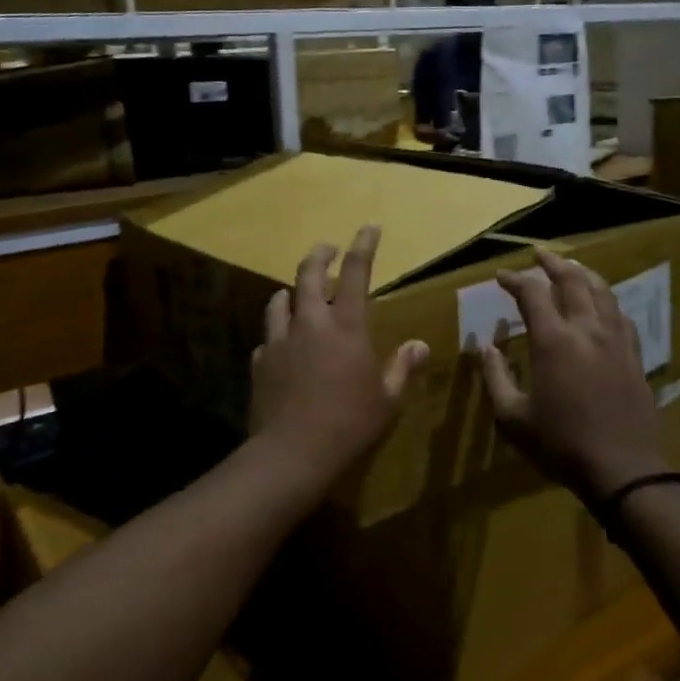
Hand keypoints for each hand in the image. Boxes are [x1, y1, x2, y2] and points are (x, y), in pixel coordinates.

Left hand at [249, 225, 429, 487]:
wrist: (291, 453)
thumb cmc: (350, 425)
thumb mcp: (387, 400)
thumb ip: (402, 368)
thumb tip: (419, 345)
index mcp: (346, 326)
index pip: (356, 273)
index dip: (364, 246)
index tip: (369, 227)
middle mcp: (310, 323)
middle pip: (308, 274)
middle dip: (319, 254)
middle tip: (327, 248)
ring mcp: (280, 340)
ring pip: (280, 300)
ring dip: (292, 292)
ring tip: (297, 293)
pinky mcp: (260, 361)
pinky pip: (269, 337)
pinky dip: (279, 333)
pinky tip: (283, 346)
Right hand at [480, 248, 665, 501]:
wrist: (623, 469)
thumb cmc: (560, 444)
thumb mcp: (513, 418)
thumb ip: (496, 377)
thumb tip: (486, 347)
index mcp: (554, 341)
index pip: (532, 293)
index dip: (514, 279)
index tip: (500, 277)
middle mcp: (587, 330)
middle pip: (572, 281)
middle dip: (552, 263)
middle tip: (538, 255)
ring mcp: (616, 341)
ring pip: (602, 291)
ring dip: (583, 274)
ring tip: (571, 268)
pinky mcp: (634, 355)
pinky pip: (620, 314)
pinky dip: (606, 299)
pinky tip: (602, 304)